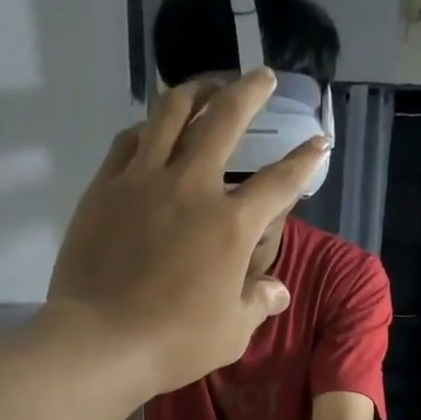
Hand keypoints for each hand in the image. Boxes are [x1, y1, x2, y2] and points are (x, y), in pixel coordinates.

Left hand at [47, 71, 328, 395]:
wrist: (102, 339)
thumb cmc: (175, 343)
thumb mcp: (232, 334)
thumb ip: (257, 304)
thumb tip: (278, 290)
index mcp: (231, 226)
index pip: (279, 183)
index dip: (304, 161)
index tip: (318, 142)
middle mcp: (192, 187)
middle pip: (225, 119)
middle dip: (249, 91)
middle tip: (260, 76)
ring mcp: (144, 179)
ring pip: (172, 112)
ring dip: (195, 90)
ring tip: (206, 85)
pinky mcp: (106, 186)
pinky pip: (130, 139)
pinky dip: (148, 126)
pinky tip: (152, 127)